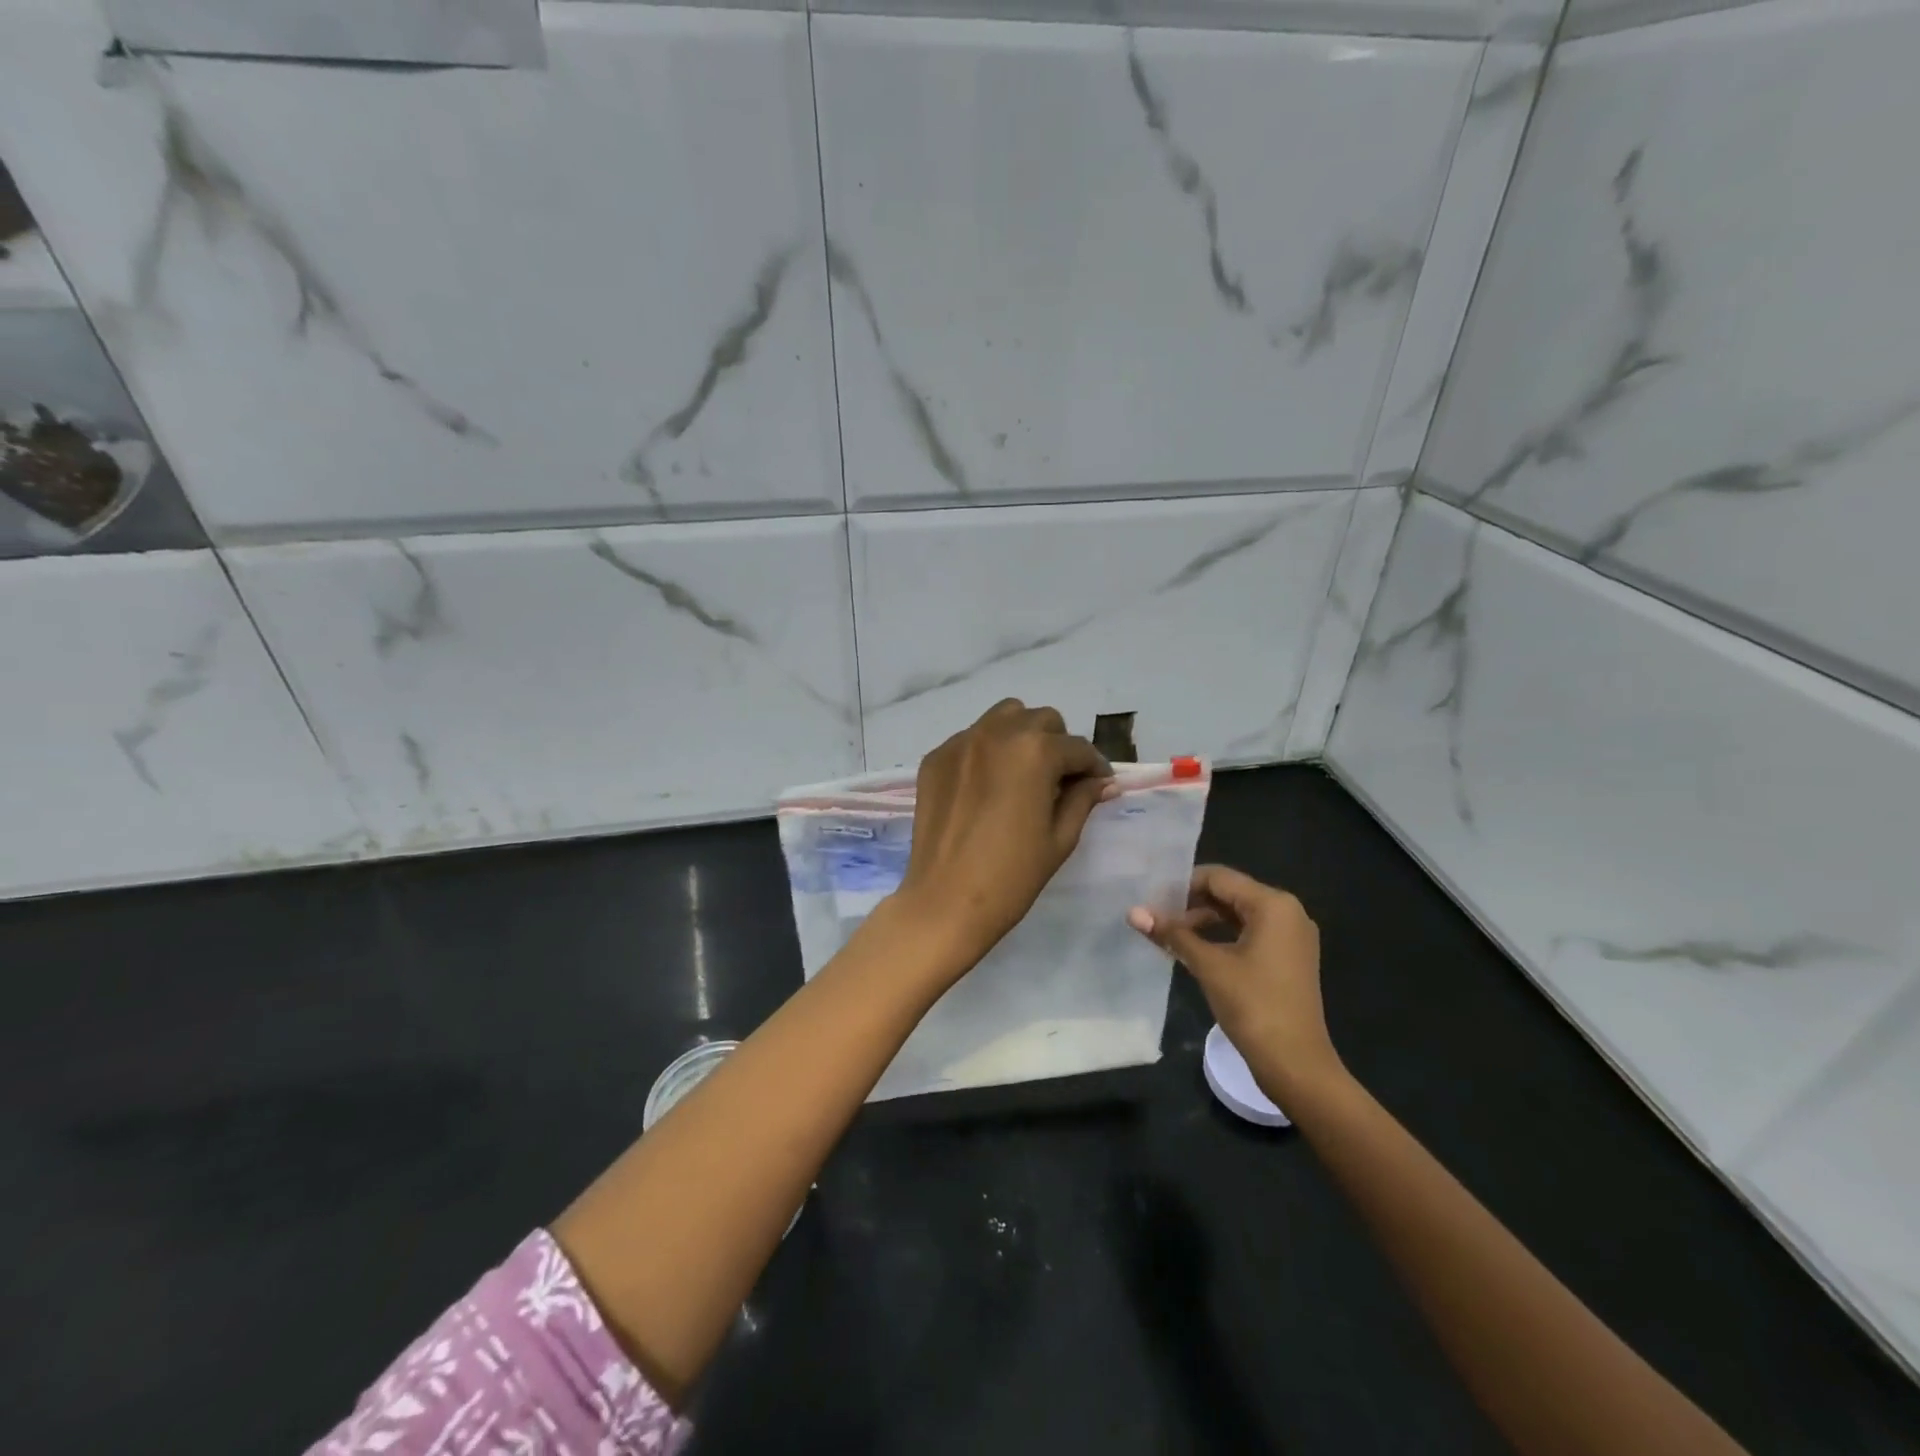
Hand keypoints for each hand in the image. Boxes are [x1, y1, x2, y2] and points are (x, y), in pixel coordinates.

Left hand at [892, 699, 1113, 974]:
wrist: (945, 901)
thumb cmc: (1012, 875)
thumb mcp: (1060, 837)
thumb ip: (1083, 799)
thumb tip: (1103, 781)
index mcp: (1035, 751)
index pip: (1077, 748)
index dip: (1094, 767)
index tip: (1099, 784)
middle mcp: (997, 733)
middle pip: (1041, 720)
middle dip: (1058, 745)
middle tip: (1059, 780)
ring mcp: (961, 742)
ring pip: (1003, 718)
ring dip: (1021, 736)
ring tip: (1023, 773)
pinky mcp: (935, 758)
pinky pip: (970, 739)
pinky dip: (987, 751)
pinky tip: (987, 786)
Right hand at [1127, 866, 1340, 1097]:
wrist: (1296, 1064)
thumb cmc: (1254, 1006)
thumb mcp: (1208, 965)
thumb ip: (1172, 934)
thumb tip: (1133, 912)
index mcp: (1273, 904)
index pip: (1218, 877)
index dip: (1182, 885)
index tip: (1151, 898)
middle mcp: (1287, 912)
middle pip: (1229, 893)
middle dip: (1191, 903)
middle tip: (1156, 916)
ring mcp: (1291, 936)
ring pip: (1239, 914)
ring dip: (1204, 921)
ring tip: (1170, 934)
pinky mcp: (1289, 958)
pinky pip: (1250, 933)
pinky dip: (1222, 936)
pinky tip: (1195, 949)